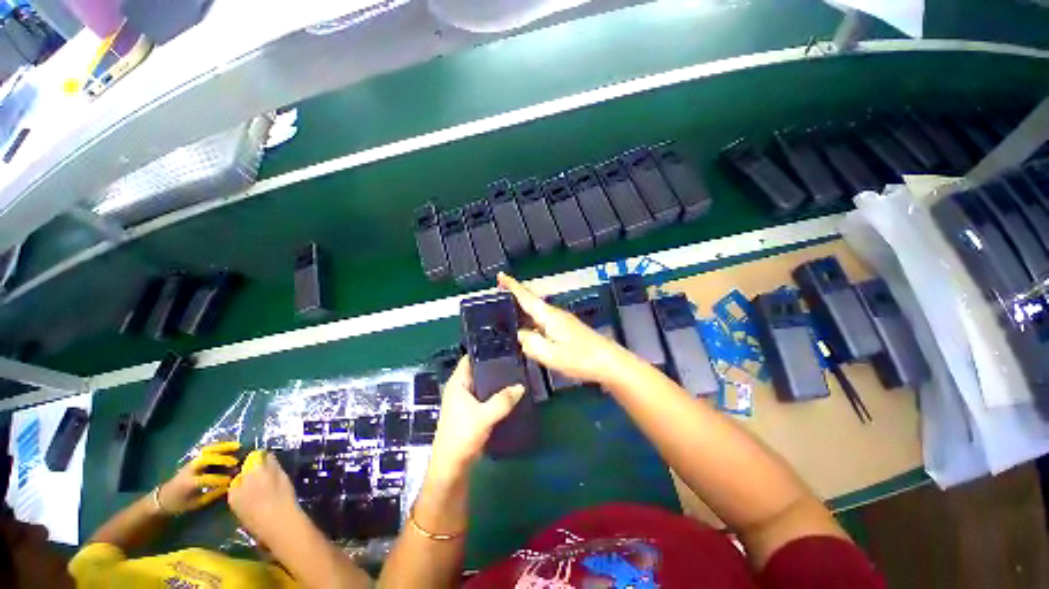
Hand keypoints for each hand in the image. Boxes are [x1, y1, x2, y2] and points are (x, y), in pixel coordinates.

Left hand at [159, 441, 240, 513]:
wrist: (164, 497)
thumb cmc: (181, 503)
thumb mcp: (196, 503)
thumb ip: (212, 494)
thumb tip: (229, 486)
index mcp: (189, 483)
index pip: (207, 479)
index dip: (220, 479)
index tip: (232, 481)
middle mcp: (190, 469)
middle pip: (206, 459)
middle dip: (222, 459)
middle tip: (236, 461)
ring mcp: (192, 462)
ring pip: (207, 450)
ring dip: (223, 447)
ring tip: (237, 446)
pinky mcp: (194, 459)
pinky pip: (208, 449)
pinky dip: (219, 446)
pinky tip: (230, 445)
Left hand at [228, 451, 303, 544]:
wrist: (276, 524)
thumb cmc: (284, 497)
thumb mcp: (283, 478)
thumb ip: (273, 465)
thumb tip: (268, 455)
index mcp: (256, 470)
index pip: (254, 457)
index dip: (260, 457)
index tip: (266, 459)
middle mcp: (241, 479)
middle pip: (244, 469)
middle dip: (251, 470)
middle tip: (262, 474)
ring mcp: (234, 493)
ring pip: (238, 481)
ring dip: (244, 480)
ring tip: (256, 486)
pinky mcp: (232, 504)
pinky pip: (234, 492)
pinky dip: (240, 490)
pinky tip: (249, 496)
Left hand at [430, 356, 524, 475]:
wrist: (452, 466)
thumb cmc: (462, 436)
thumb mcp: (485, 416)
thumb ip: (503, 400)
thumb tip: (521, 386)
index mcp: (457, 383)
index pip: (469, 359)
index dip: (483, 350)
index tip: (502, 345)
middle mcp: (460, 388)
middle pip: (478, 370)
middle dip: (494, 365)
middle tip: (514, 359)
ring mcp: (466, 400)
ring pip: (483, 384)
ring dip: (496, 381)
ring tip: (516, 372)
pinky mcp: (471, 411)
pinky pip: (485, 396)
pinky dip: (496, 393)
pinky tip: (510, 392)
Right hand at [498, 273, 634, 383]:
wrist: (609, 362)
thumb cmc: (580, 358)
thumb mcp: (550, 355)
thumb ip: (530, 343)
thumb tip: (520, 335)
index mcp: (548, 316)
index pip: (526, 297)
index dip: (512, 286)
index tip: (500, 275)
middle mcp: (554, 314)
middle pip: (530, 302)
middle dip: (514, 299)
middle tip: (497, 301)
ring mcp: (562, 321)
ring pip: (536, 313)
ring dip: (522, 312)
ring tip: (507, 319)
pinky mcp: (566, 329)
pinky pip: (543, 321)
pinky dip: (531, 323)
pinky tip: (528, 333)